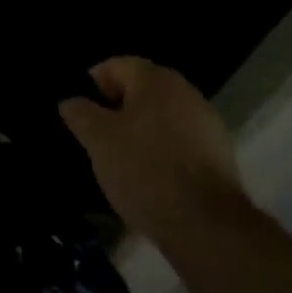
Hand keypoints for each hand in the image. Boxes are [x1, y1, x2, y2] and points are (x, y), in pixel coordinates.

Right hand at [59, 57, 248, 262]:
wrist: (208, 227)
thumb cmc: (145, 171)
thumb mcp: (99, 141)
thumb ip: (81, 114)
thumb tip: (71, 101)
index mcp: (155, 79)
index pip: (117, 66)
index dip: (94, 85)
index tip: (81, 113)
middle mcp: (185, 91)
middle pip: (142, 91)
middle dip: (118, 110)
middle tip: (99, 138)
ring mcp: (207, 123)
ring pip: (162, 118)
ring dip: (142, 132)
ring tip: (124, 163)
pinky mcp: (220, 155)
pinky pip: (181, 143)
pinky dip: (164, 153)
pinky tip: (153, 180)